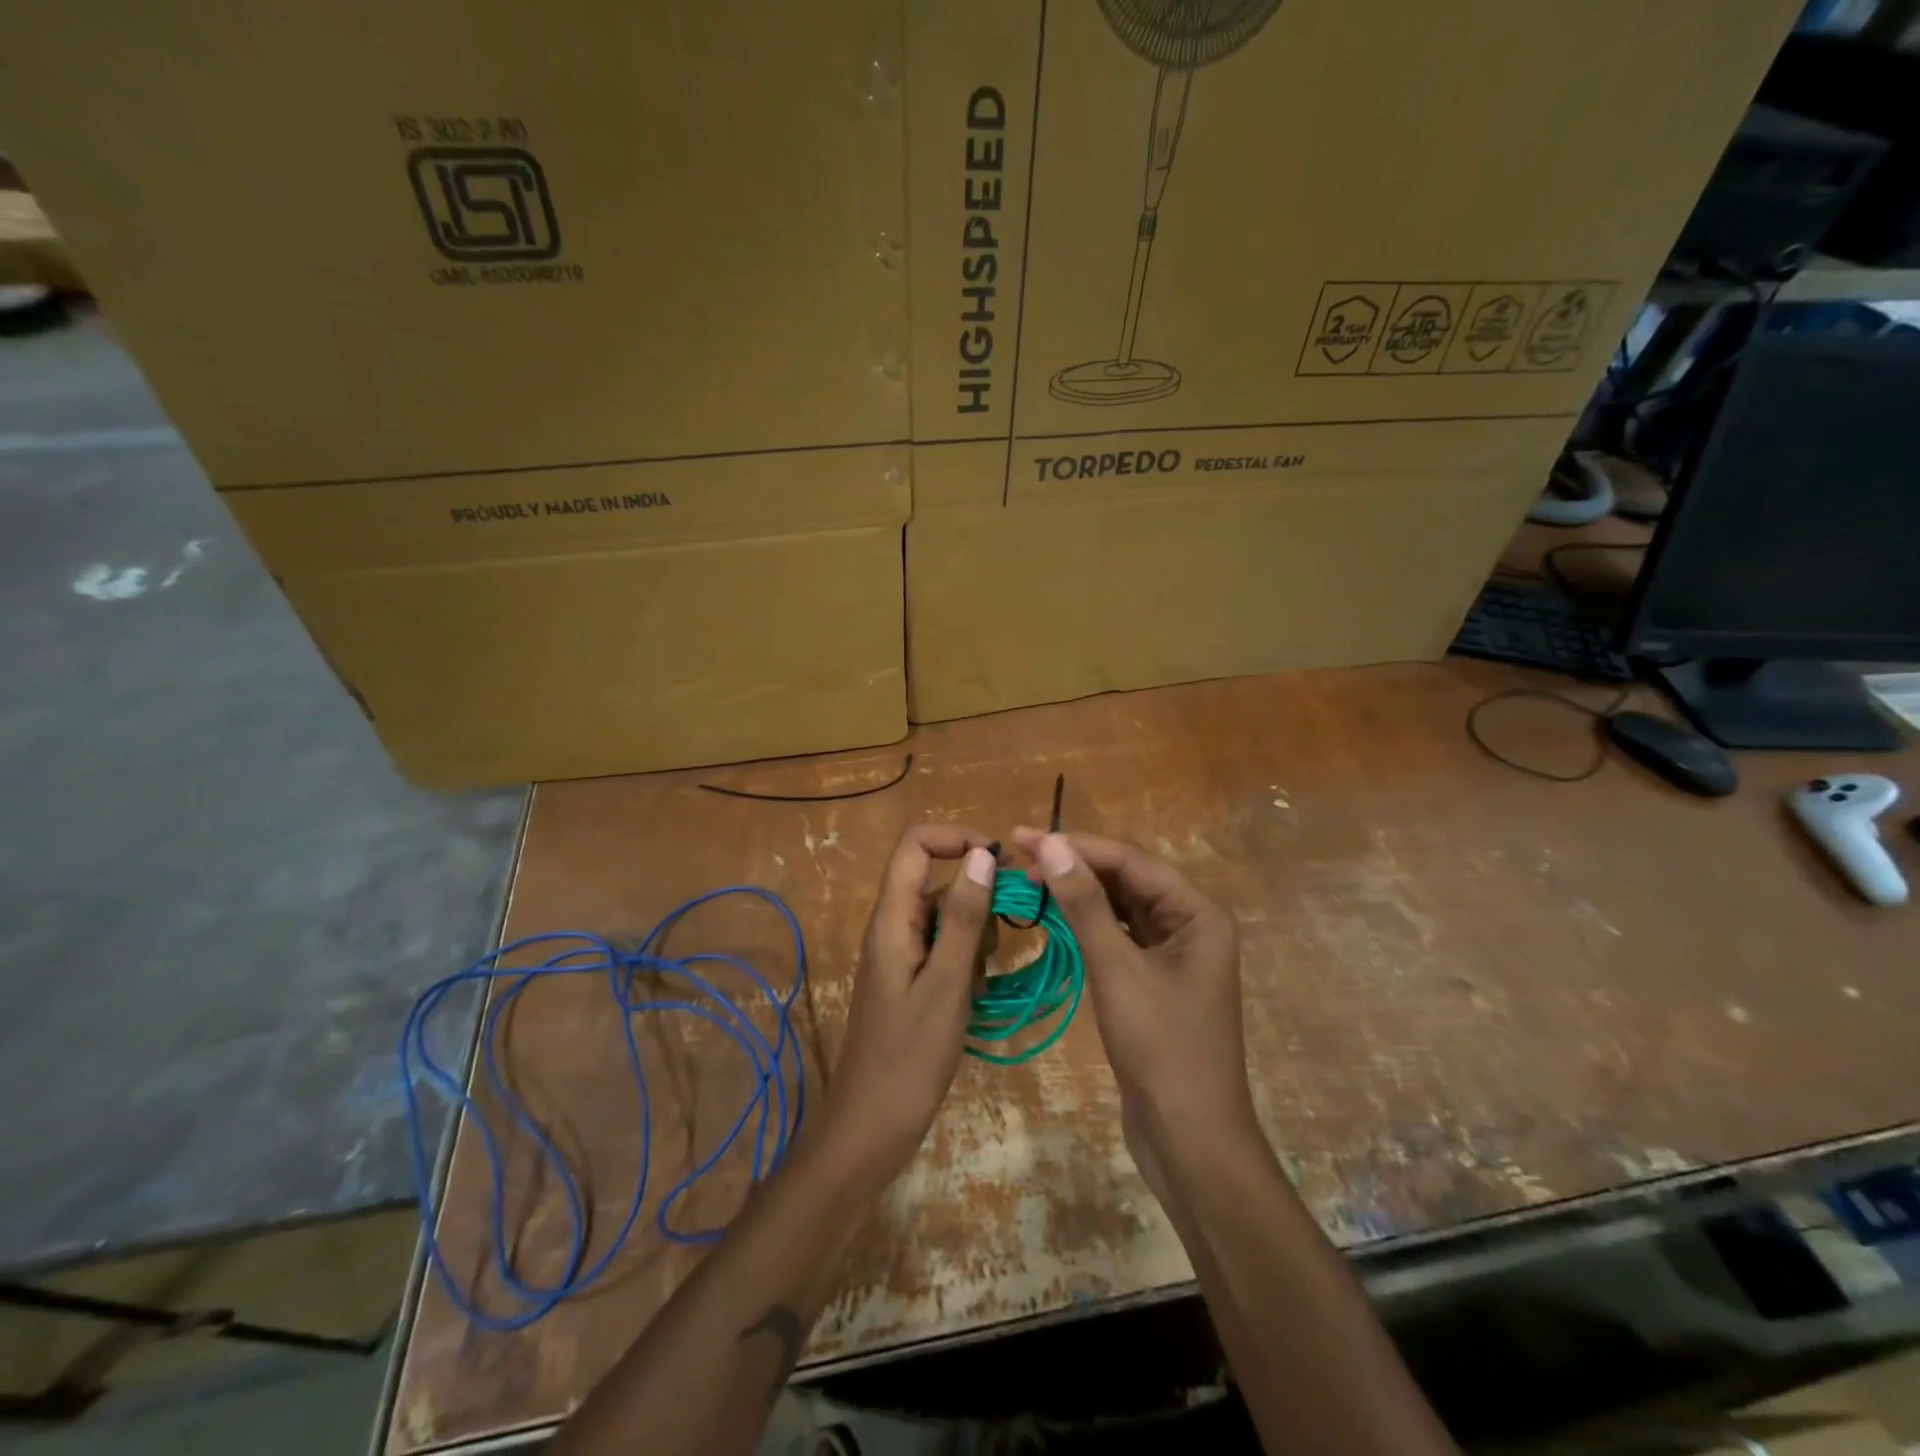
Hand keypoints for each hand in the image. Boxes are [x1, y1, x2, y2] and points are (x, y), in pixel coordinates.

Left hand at [815, 824, 996, 1189]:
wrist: (870, 1128)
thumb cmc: (909, 1058)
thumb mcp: (946, 984)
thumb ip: (963, 917)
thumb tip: (982, 853)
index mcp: (892, 918)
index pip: (915, 844)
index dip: (956, 838)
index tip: (1001, 862)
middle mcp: (893, 926)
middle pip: (936, 878)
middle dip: (978, 891)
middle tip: (1013, 927)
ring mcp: (901, 954)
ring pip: (946, 914)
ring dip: (976, 931)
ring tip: (985, 975)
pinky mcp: (911, 979)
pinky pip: (944, 947)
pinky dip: (967, 959)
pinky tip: (977, 994)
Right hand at [1010, 829, 1251, 1162]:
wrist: (1191, 1140)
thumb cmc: (1161, 1050)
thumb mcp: (1118, 971)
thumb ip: (1085, 905)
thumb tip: (1051, 844)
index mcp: (1197, 913)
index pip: (1131, 860)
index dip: (1077, 845)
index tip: (1023, 838)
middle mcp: (1190, 923)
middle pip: (1128, 878)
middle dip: (1076, 865)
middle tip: (1019, 857)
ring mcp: (1173, 953)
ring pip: (1121, 906)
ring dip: (1079, 892)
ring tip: (1030, 880)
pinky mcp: (1155, 978)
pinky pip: (1119, 935)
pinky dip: (1087, 924)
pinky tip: (1055, 917)